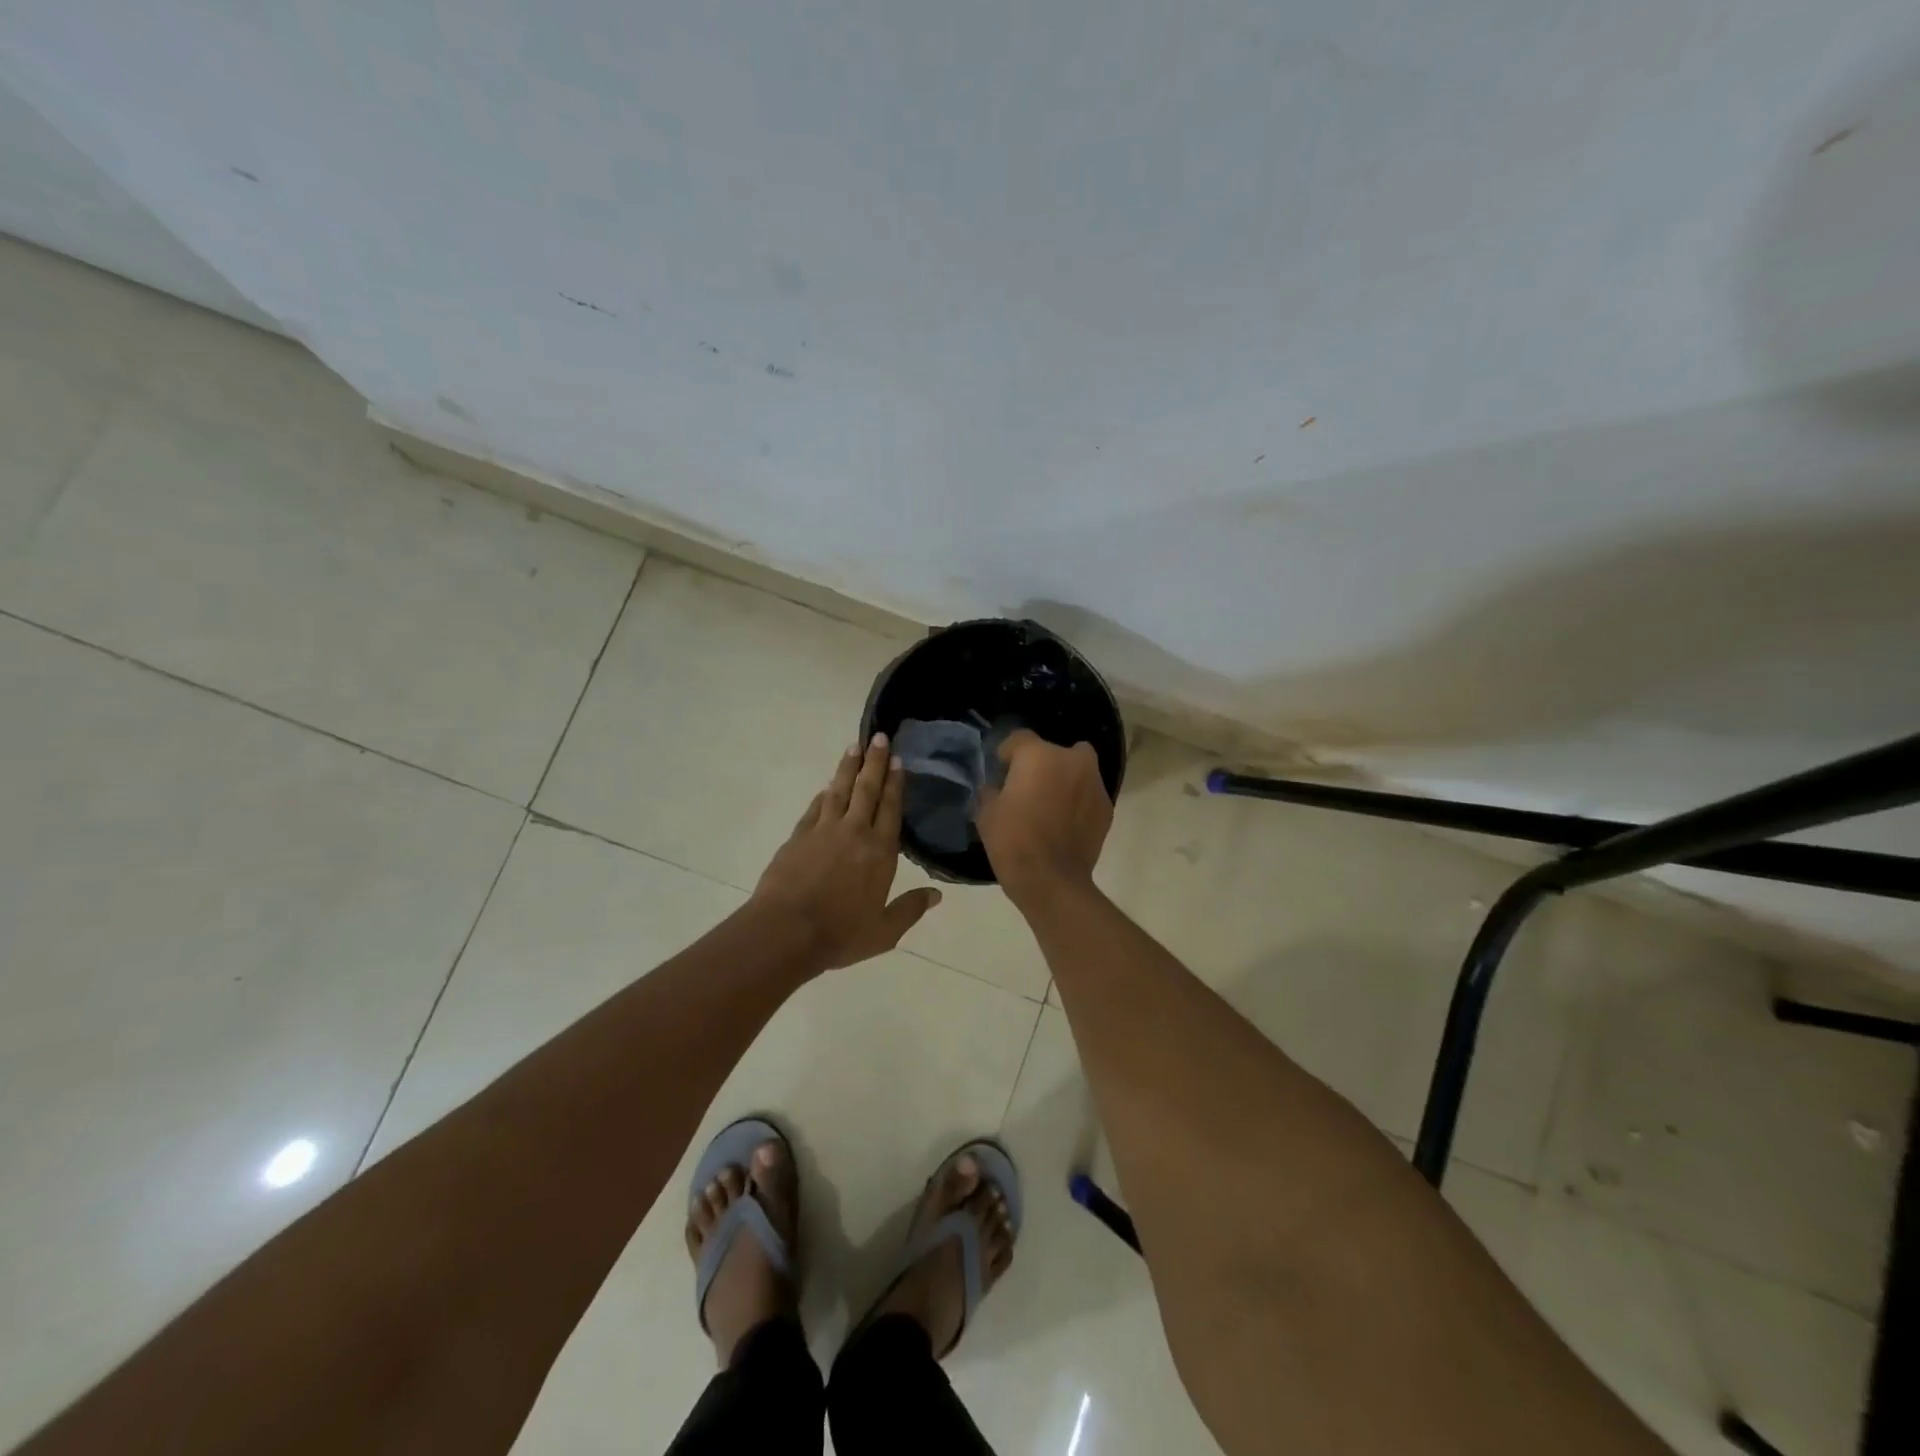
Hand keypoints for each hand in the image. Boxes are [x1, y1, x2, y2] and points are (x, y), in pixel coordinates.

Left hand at [751, 734, 941, 969]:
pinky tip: (827, 787)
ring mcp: (823, 831)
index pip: (891, 809)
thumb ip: (910, 909)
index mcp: (880, 852)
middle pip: (867, 790)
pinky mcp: (797, 837)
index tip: (898, 760)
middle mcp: (854, 833)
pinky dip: (823, 795)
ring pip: (839, 791)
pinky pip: (814, 808)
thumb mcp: (885, 931)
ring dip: (848, 768)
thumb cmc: (840, 934)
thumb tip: (937, 895)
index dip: (896, 783)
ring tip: (854, 747)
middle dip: (875, 762)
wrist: (785, 932)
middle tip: (880, 737)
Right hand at [976, 729, 1112, 908]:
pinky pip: (1088, 793)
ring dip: (1064, 780)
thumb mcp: (986, 813)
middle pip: (1054, 751)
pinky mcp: (1107, 807)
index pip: (1019, 739)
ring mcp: (1095, 783)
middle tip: (1027, 788)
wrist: (1052, 881)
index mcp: (1039, 755)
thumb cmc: (1013, 841)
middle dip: (1041, 764)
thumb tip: (997, 787)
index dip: (1007, 754)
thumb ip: (991, 790)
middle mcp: (1072, 760)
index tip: (1000, 771)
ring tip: (1049, 805)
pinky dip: (1078, 801)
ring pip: (1077, 769)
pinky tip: (1065, 822)